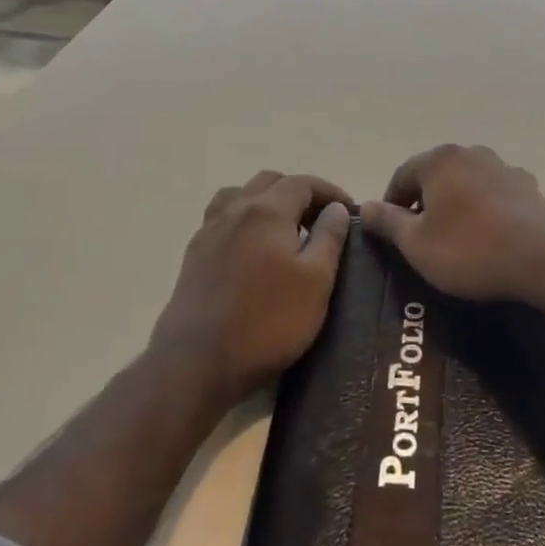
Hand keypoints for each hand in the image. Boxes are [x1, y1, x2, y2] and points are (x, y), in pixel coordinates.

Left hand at [150, 170, 351, 407]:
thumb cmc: (267, 321)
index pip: (303, 182)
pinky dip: (245, 220)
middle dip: (299, 193)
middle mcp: (234, 210)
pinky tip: (255, 250)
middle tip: (320, 221)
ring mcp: (209, 232)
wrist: (197, 362)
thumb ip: (329, 237)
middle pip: (269, 182)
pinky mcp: (194, 256)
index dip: (330, 192)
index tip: (350, 211)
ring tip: (285, 230)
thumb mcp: (316, 281)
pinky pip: (223, 220)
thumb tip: (336, 209)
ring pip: (240, 196)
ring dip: (267, 202)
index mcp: (266, 210)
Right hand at [360, 144, 544, 304]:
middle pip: (436, 175)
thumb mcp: (417, 244)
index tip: (389, 231)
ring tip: (455, 238)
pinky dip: (484, 211)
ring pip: (467, 183)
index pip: (402, 175)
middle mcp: (471, 154)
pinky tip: (488, 237)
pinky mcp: (528, 187)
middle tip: (420, 237)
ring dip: (456, 205)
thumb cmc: (469, 249)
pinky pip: (494, 196)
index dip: (391, 203)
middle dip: (425, 202)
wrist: (544, 257)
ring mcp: (504, 168)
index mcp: (440, 160)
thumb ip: (388, 222)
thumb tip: (364, 206)